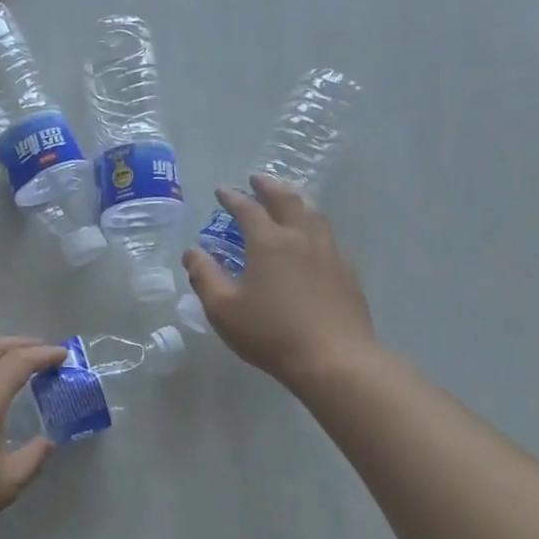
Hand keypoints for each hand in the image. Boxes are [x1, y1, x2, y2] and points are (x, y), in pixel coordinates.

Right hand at [182, 175, 376, 388]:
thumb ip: (205, 277)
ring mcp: (329, 253)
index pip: (248, 209)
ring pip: (314, 214)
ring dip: (297, 200)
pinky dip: (315, 226)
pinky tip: (314, 239)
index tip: (222, 190)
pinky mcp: (347, 272)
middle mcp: (301, 238)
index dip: (233, 198)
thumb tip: (192, 253)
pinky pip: (329, 237)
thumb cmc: (272, 334)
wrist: (335, 359)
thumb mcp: (224, 310)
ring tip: (288, 198)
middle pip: (287, 200)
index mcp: (269, 242)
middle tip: (257, 179)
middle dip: (269, 187)